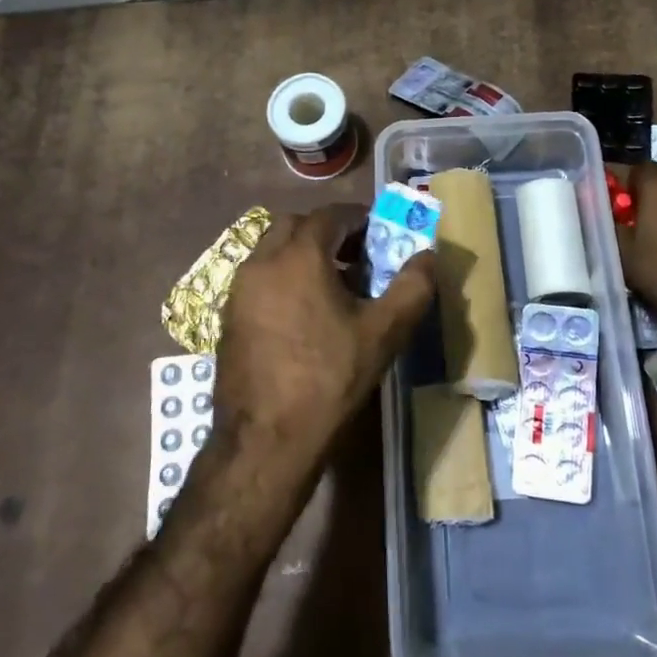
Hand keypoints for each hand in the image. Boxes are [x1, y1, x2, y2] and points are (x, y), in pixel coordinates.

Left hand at [214, 204, 435, 470]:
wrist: (266, 442)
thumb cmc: (329, 380)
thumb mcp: (383, 334)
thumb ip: (412, 288)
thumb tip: (429, 257)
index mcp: (298, 256)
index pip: (329, 215)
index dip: (358, 219)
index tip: (379, 234)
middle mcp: (261, 263)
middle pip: (294, 226)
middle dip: (326, 232)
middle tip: (356, 256)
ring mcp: (238, 291)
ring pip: (272, 252)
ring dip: (302, 255)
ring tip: (333, 287)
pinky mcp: (227, 319)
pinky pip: (259, 280)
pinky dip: (282, 279)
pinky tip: (304, 316)